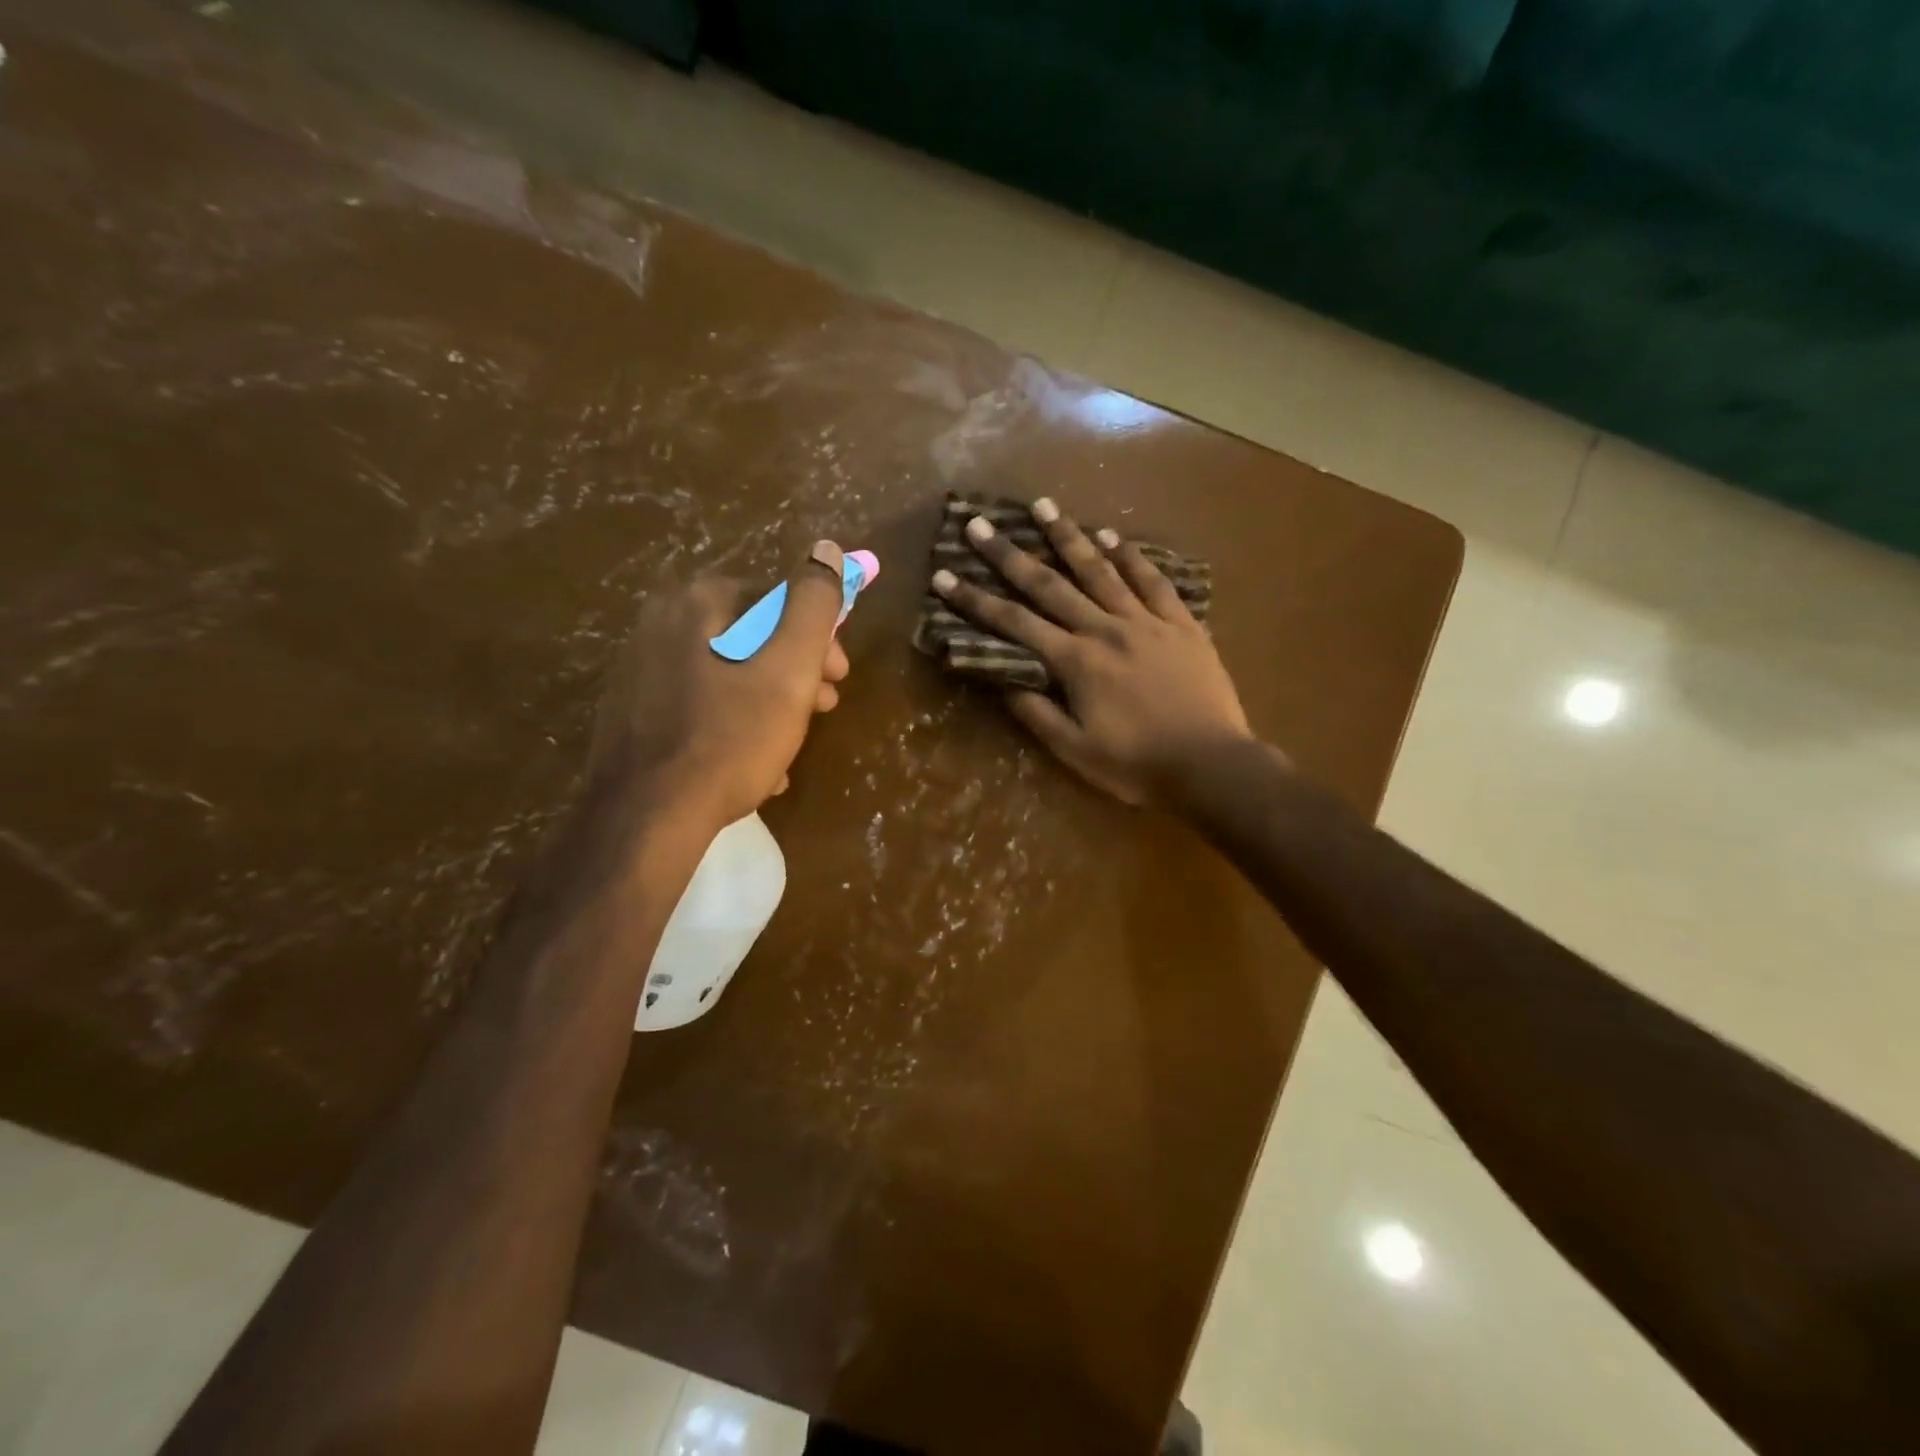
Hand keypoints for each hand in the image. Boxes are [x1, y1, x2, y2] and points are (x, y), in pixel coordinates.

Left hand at [591, 542, 850, 829]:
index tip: (837, 677)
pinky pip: (700, 705)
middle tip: (823, 708)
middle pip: (752, 636)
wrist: (647, 816)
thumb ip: (814, 604)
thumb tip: (828, 548)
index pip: (778, 599)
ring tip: (791, 743)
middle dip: (796, 671)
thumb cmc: (731, 736)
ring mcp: (640, 669)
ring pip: (728, 673)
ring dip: (770, 701)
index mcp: (699, 601)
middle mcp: (662, 622)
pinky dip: (733, 724)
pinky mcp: (633, 712)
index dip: (818, 638)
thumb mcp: (790, 668)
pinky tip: (754, 763)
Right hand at [931, 500, 1253, 805]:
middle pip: (1050, 585)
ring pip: (1101, 570)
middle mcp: (1106, 630)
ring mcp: (1147, 622)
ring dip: (1069, 536)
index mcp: (1076, 662)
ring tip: (1043, 506)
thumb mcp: (1076, 751)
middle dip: (1009, 554)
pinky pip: (1154, 582)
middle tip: (980, 524)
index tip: (945, 576)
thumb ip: (1037, 714)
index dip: (976, 600)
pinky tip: (1114, 537)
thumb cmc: (1137, 765)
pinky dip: (1132, 557)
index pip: (1015, 624)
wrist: (1212, 765)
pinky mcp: (1181, 624)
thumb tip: (1003, 681)